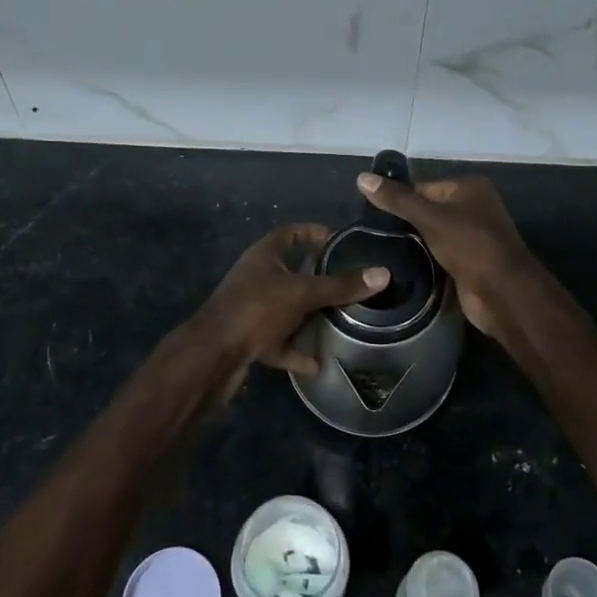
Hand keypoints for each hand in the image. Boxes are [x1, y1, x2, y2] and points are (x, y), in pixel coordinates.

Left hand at [194, 223, 390, 379]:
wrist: (212, 355)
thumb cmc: (256, 309)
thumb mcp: (302, 293)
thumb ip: (341, 286)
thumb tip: (383, 273)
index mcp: (264, 255)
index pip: (292, 233)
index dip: (316, 233)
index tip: (344, 241)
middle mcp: (257, 277)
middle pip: (292, 271)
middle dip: (319, 278)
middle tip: (351, 283)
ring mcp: (251, 309)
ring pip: (286, 307)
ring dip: (309, 315)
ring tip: (341, 320)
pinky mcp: (249, 338)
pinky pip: (279, 342)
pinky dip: (296, 352)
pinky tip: (318, 363)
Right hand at [355, 173, 534, 338]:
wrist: (502, 292)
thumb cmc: (470, 245)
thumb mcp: (430, 218)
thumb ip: (397, 199)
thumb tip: (361, 178)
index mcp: (470, 187)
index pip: (424, 186)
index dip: (399, 199)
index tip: (371, 214)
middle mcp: (474, 206)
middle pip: (428, 209)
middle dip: (405, 222)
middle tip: (372, 233)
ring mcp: (473, 235)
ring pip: (433, 233)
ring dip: (414, 242)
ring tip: (380, 248)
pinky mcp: (469, 261)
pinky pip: (440, 252)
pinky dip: (425, 258)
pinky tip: (400, 264)